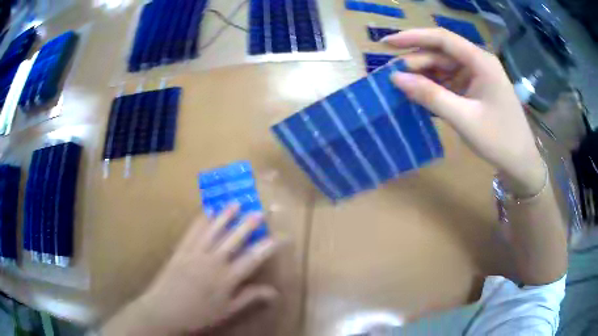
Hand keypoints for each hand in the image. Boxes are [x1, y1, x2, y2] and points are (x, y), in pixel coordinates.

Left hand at [101, 204, 277, 334]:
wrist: (164, 310)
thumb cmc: (199, 314)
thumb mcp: (227, 311)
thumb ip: (250, 298)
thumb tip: (274, 292)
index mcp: (227, 279)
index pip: (253, 258)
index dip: (269, 246)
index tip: (282, 236)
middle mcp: (213, 261)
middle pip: (234, 239)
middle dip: (248, 224)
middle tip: (260, 211)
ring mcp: (195, 253)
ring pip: (213, 230)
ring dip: (225, 216)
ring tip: (235, 203)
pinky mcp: (181, 249)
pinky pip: (193, 231)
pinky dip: (201, 219)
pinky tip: (207, 210)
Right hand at [384, 29, 545, 195]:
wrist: (520, 163)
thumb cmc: (499, 140)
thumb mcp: (464, 118)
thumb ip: (431, 96)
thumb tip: (396, 78)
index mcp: (481, 61)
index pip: (442, 39)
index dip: (413, 37)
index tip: (386, 43)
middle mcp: (478, 63)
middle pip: (441, 54)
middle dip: (416, 63)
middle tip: (391, 78)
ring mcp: (477, 77)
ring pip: (444, 68)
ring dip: (423, 77)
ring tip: (402, 89)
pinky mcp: (475, 90)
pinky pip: (450, 83)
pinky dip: (435, 88)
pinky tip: (421, 97)